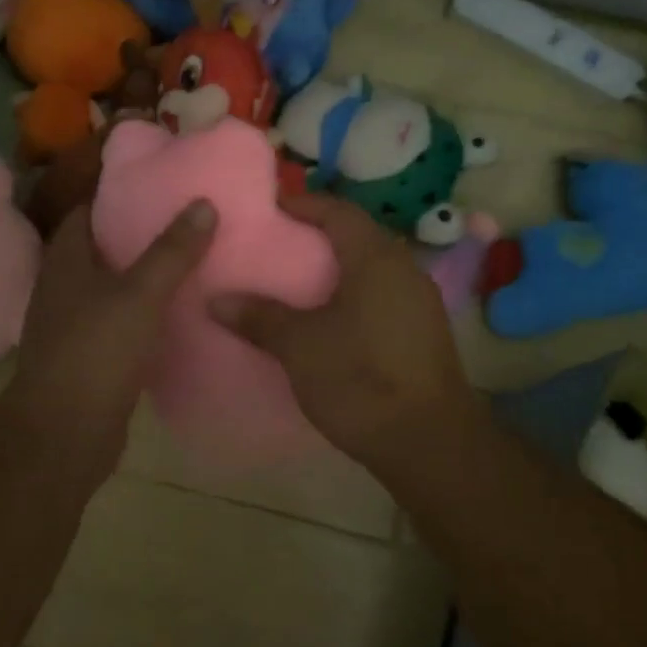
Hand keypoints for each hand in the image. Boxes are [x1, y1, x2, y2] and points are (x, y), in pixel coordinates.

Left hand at [0, 199, 217, 477]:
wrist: (63, 434)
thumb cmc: (95, 352)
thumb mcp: (140, 295)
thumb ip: (172, 251)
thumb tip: (203, 203)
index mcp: (65, 263)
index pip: (84, 213)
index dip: (115, 197)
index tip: (156, 187)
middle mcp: (63, 289)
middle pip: (100, 249)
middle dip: (136, 235)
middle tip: (183, 222)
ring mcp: (72, 326)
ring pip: (111, 288)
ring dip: (141, 276)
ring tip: (188, 262)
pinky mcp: (88, 358)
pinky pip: (119, 322)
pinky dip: (143, 313)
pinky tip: (175, 314)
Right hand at [210, 193, 484, 470]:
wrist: (430, 442)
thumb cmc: (361, 379)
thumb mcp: (300, 346)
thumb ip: (259, 317)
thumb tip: (216, 300)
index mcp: (376, 258)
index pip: (338, 212)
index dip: (304, 204)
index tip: (271, 206)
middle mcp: (404, 269)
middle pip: (359, 236)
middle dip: (320, 234)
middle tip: (280, 242)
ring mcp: (420, 301)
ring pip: (373, 267)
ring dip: (339, 266)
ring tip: (299, 279)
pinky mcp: (423, 331)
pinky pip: (383, 294)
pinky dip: (354, 292)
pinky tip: (332, 317)